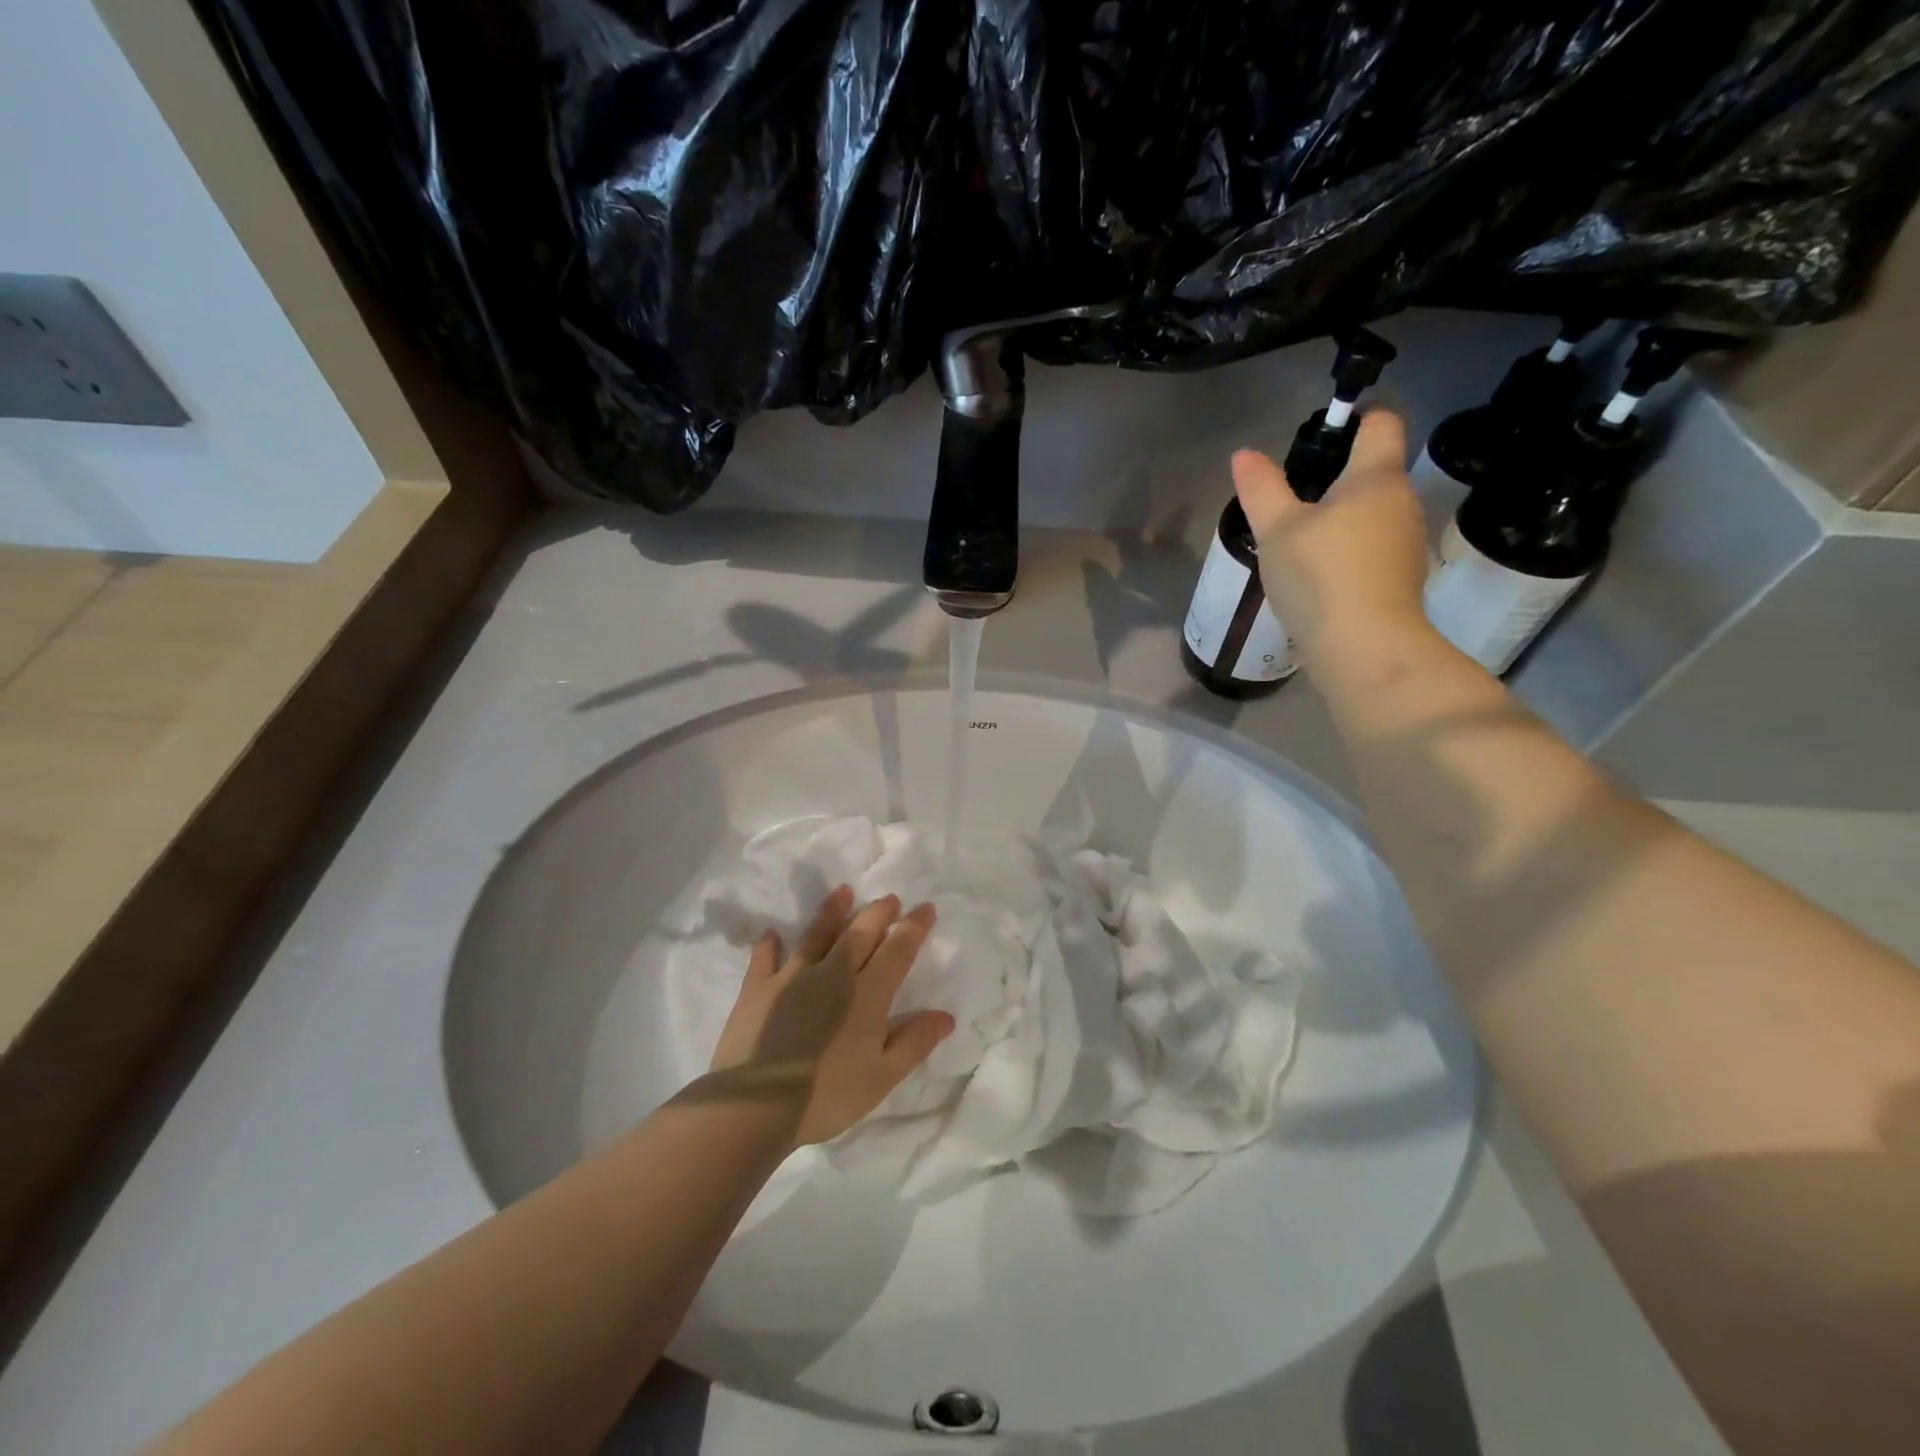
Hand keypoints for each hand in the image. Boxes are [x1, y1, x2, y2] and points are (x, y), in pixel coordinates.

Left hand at [706, 886, 954, 1146]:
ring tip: (843, 891)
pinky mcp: (757, 989)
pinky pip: (764, 959)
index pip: (897, 951)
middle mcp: (832, 975)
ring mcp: (791, 978)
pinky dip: (768, 945)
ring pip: (815, 935)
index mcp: (866, 995)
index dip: (913, 928)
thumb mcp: (882, 1077)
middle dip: (877, 913)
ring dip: (831, 912)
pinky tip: (771, 934)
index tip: (926, 908)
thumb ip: (914, 1043)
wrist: (755, 1105)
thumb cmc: (826, 1095)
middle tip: (889, 898)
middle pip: (859, 934)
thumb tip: (946, 1016)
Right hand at [1231, 409, 1432, 667]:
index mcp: (1376, 477)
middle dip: (1337, 475)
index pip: (1383, 421)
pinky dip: (1347, 550)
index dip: (1358, 415)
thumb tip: (1244, 454)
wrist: (1365, 648)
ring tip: (1297, 540)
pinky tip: (1317, 574)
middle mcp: (1401, 501)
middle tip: (1290, 496)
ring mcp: (1405, 542)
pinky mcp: (1400, 578)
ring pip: (1372, 512)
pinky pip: (1372, 547)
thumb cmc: (1321, 577)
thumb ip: (1261, 488)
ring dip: (1341, 517)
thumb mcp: (1277, 530)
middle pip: (1374, 470)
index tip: (1324, 428)